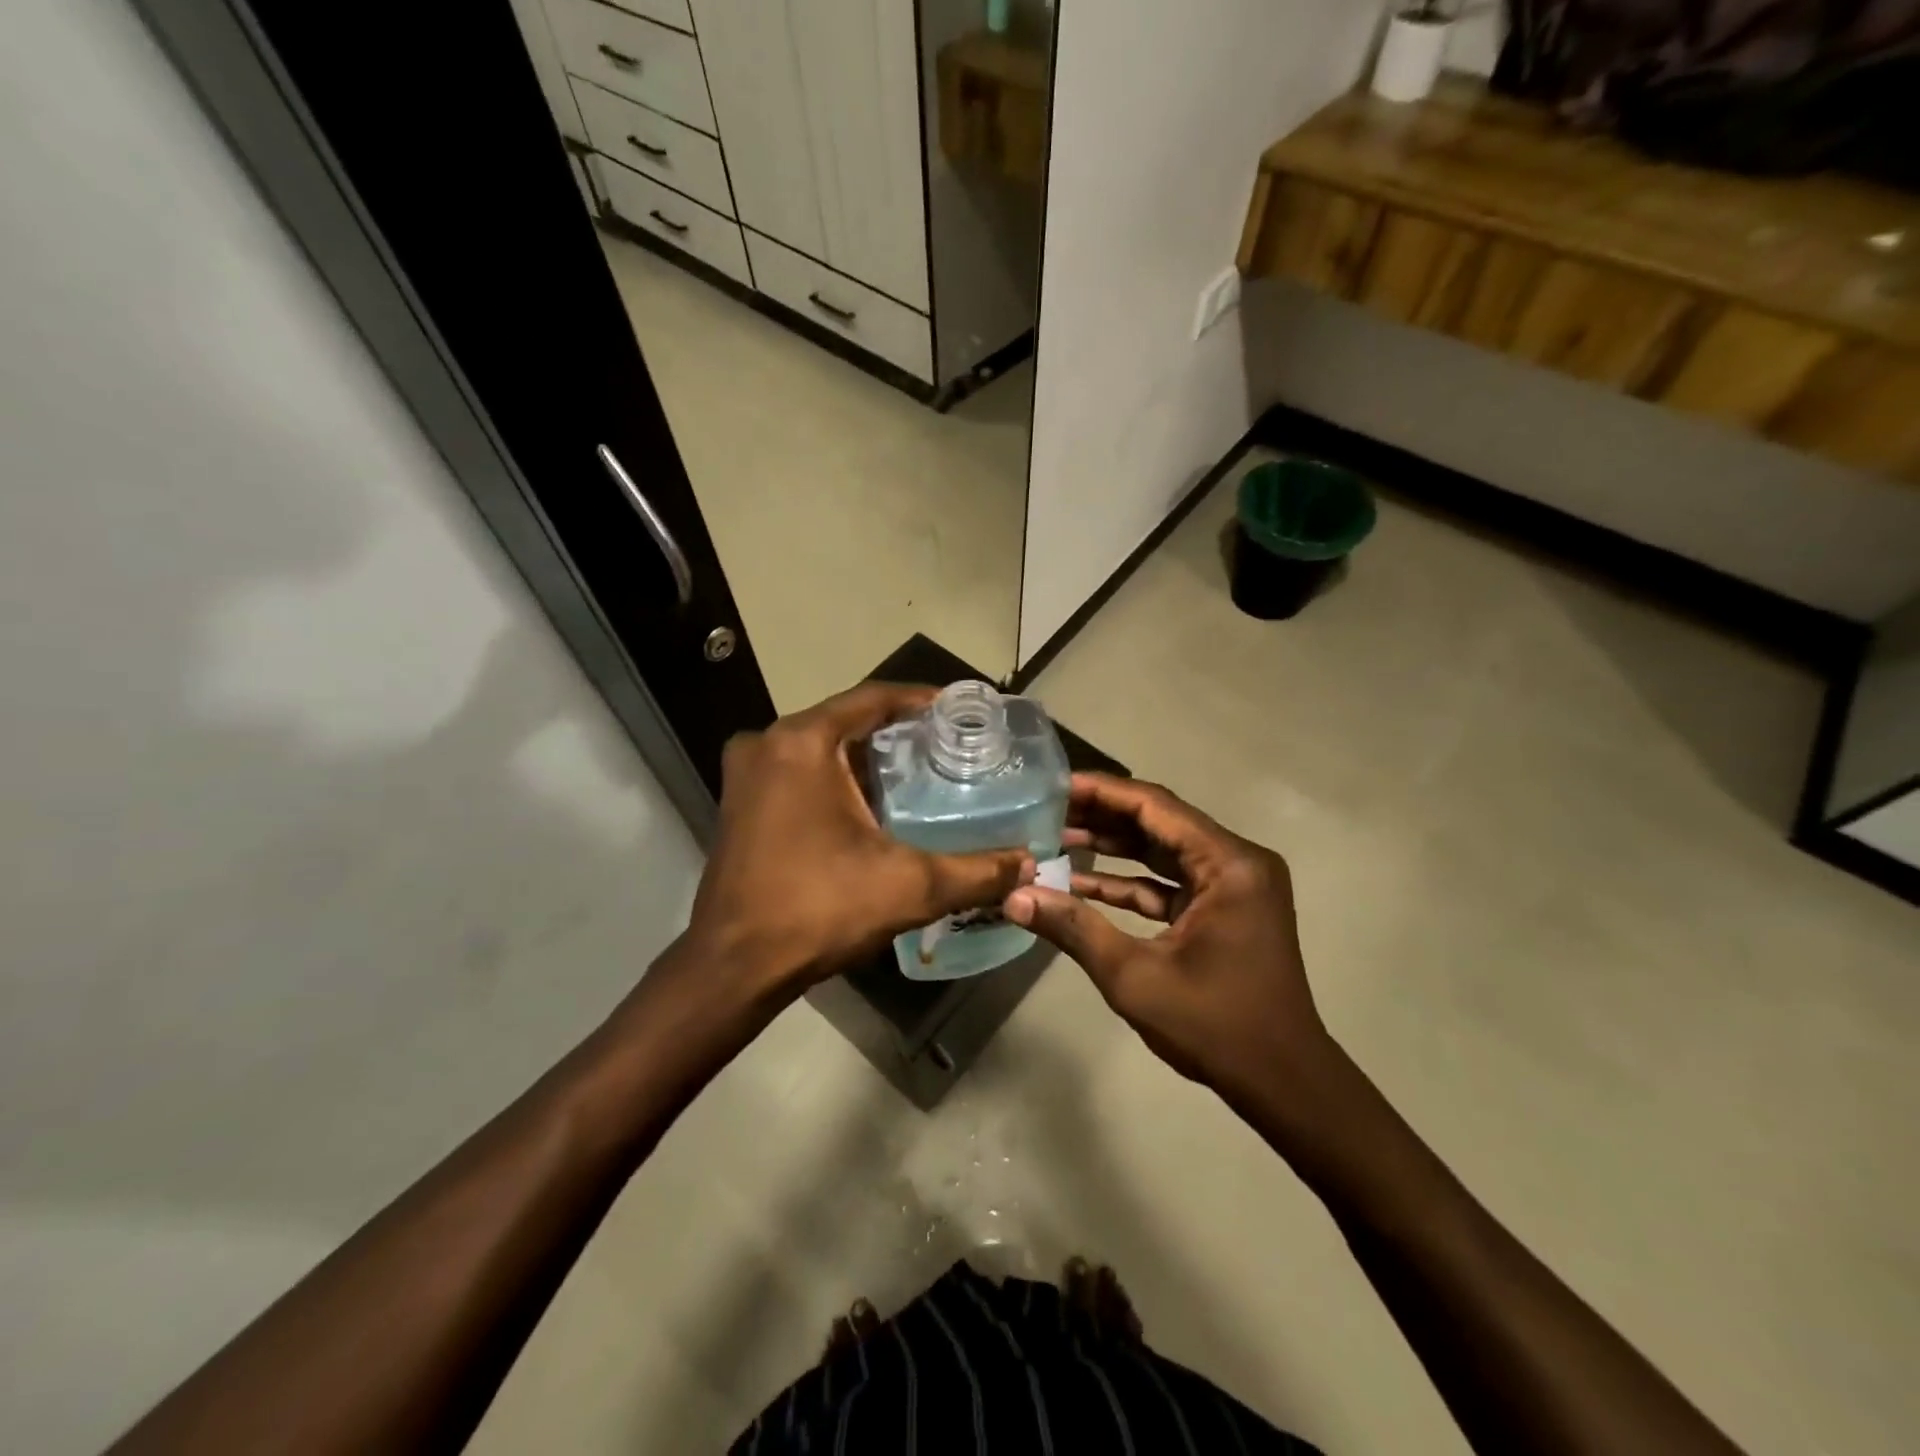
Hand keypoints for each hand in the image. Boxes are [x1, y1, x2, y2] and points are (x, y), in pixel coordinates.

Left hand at [681, 683, 1033, 999]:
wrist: (733, 967)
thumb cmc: (818, 910)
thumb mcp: (909, 887)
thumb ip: (976, 872)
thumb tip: (1028, 862)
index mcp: (803, 742)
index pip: (875, 698)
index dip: (922, 701)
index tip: (962, 711)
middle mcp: (768, 743)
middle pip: (848, 720)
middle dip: (899, 731)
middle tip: (950, 746)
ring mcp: (747, 773)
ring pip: (822, 747)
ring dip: (868, 756)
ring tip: (923, 771)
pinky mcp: (740, 802)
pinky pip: (800, 770)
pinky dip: (838, 777)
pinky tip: (875, 803)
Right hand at [1005, 774, 1334, 1104]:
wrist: (1283, 1084)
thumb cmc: (1215, 1026)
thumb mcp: (1134, 976)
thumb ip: (1073, 928)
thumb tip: (1013, 897)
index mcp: (1229, 864)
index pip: (1156, 806)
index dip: (1102, 792)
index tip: (1054, 785)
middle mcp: (1238, 862)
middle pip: (1160, 822)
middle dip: (1103, 816)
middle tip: (1046, 811)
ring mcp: (1234, 886)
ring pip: (1164, 851)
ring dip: (1114, 847)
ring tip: (1056, 838)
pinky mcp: (1225, 910)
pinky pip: (1172, 883)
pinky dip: (1131, 883)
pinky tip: (1081, 882)